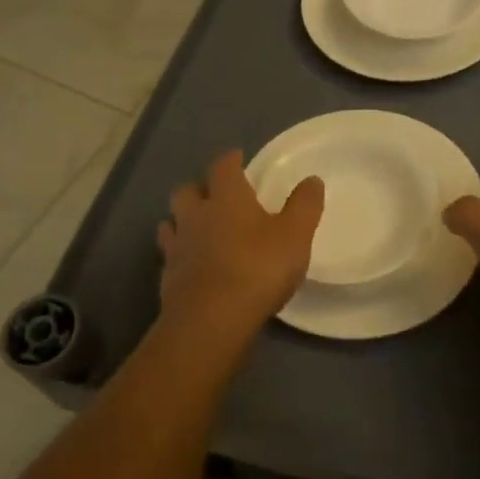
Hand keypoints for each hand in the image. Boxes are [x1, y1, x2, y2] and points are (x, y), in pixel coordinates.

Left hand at [157, 150, 323, 337]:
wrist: (211, 320)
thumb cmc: (257, 268)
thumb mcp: (295, 235)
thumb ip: (305, 205)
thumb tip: (312, 180)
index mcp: (226, 198)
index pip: (223, 167)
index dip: (231, 160)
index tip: (237, 158)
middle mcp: (196, 215)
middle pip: (187, 190)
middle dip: (199, 187)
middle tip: (214, 193)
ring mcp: (177, 247)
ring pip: (171, 222)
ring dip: (182, 219)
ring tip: (197, 227)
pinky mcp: (168, 277)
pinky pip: (170, 255)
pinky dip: (179, 253)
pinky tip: (190, 263)